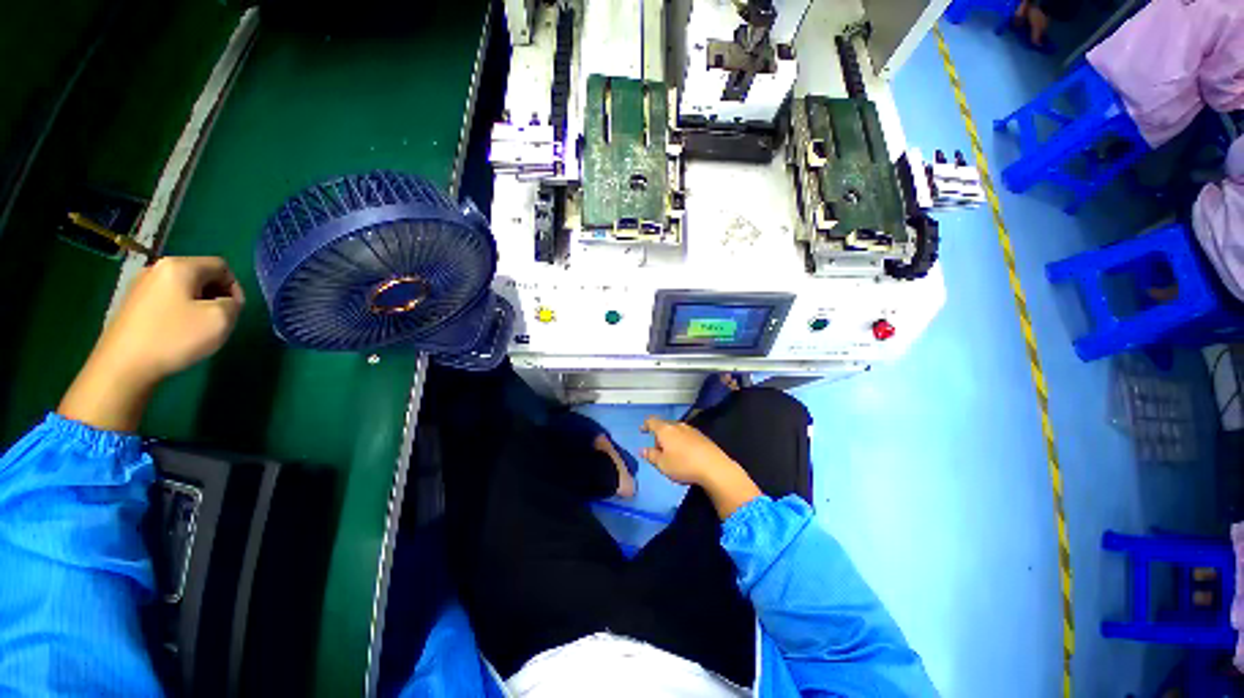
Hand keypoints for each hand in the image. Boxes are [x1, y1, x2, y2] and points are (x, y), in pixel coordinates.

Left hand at [59, 257, 243, 431]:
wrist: (123, 366)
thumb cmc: (174, 337)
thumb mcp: (220, 320)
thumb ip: (233, 304)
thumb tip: (226, 302)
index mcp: (180, 266)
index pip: (221, 266)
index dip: (234, 287)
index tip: (233, 312)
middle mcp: (158, 268)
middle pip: (200, 275)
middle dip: (214, 295)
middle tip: (217, 321)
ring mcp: (140, 285)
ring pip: (182, 288)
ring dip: (196, 304)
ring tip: (196, 329)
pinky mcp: (131, 303)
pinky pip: (165, 300)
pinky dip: (177, 312)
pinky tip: (174, 332)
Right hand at [642, 417, 761, 519]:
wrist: (714, 467)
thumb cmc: (683, 465)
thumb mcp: (662, 464)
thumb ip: (651, 456)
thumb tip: (642, 450)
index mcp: (665, 430)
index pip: (652, 422)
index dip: (646, 425)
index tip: (642, 429)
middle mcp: (678, 425)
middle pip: (664, 427)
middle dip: (659, 436)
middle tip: (658, 450)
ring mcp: (691, 430)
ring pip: (676, 431)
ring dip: (671, 440)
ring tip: (672, 454)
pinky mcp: (702, 436)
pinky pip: (686, 436)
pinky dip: (681, 442)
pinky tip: (685, 454)